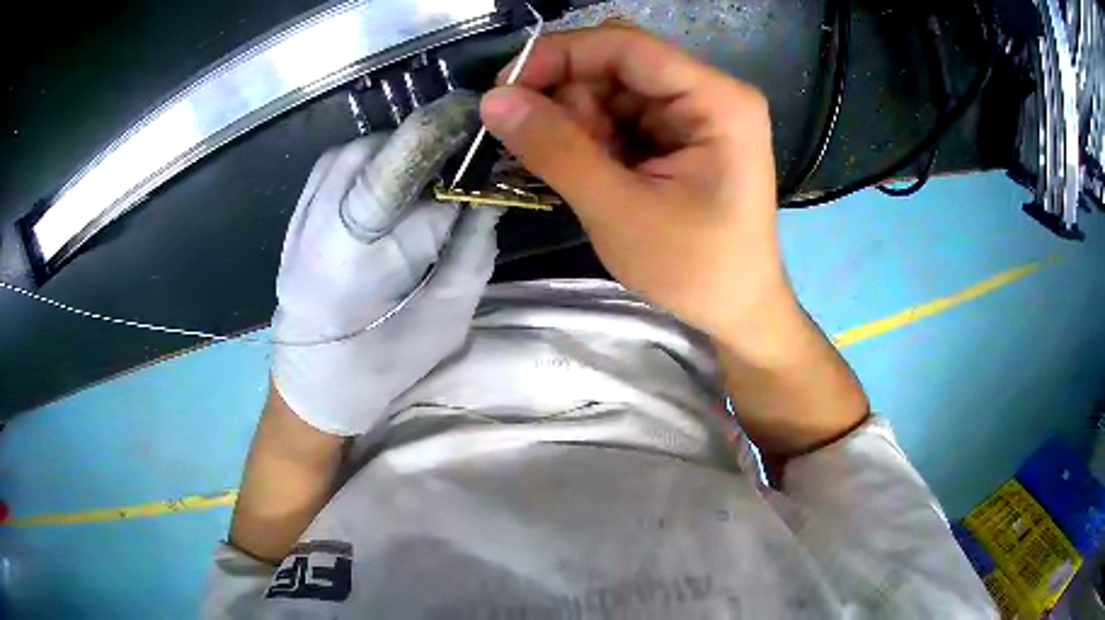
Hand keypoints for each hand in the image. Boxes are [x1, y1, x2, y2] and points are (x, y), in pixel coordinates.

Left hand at [271, 92, 500, 435]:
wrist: (311, 386)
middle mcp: (318, 231)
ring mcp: (300, 219)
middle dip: (428, 142)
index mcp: (356, 267)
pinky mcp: (295, 215)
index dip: (446, 139)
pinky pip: (335, 163)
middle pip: (377, 154)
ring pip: (355, 151)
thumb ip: (472, 253)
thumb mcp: (444, 322)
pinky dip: (372, 158)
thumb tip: (492, 193)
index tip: (485, 121)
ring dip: (401, 150)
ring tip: (431, 172)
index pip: (402, 178)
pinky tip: (392, 178)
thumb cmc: (381, 369)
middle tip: (466, 152)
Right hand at [480, 26, 867, 457]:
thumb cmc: (695, 269)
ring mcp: (696, 112)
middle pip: (617, 63)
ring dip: (577, 122)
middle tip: (538, 146)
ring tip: (578, 173)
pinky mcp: (681, 133)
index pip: (626, 46)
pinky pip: (621, 115)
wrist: (738, 311)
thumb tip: (493, 100)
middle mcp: (710, 92)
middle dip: (568, 96)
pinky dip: (592, 137)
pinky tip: (592, 172)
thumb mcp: (619, 211)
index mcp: (717, 99)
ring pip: (612, 88)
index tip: (503, 88)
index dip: (559, 55)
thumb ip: (556, 149)